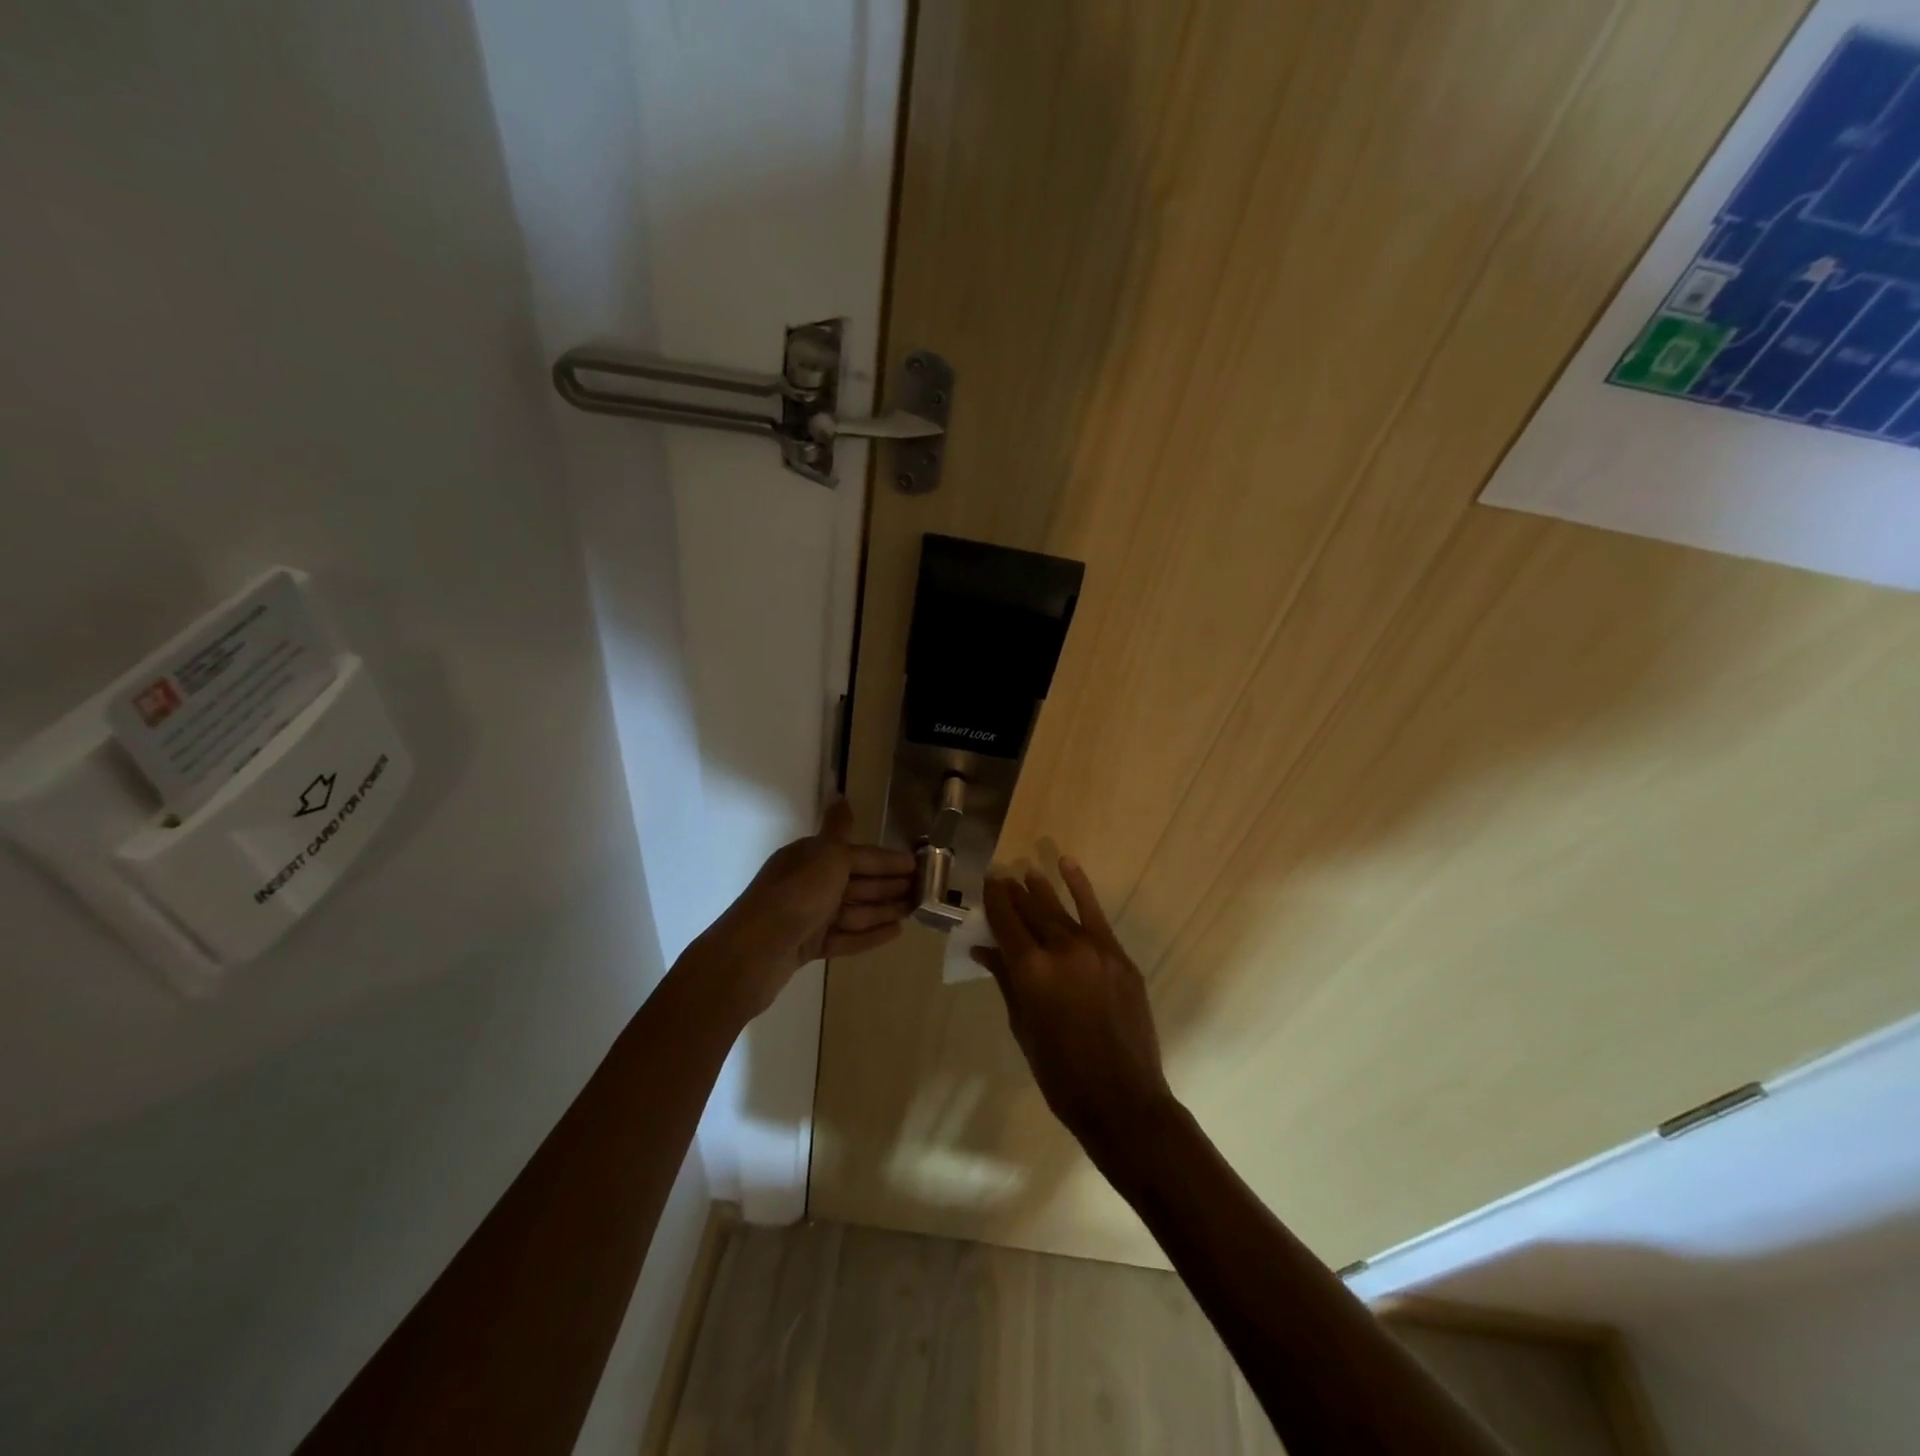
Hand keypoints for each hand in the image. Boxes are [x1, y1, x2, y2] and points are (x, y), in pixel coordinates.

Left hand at [699, 799, 914, 1018]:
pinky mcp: (807, 947)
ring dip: (883, 909)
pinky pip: (845, 937)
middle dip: (889, 884)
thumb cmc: (795, 897)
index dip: (887, 860)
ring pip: (853, 910)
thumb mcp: (823, 856)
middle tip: (923, 890)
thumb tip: (839, 793)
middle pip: (856, 882)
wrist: (752, 954)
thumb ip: (838, 828)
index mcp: (810, 857)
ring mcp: (807, 917)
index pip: (857, 855)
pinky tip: (895, 932)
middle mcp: (808, 883)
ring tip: (914, 910)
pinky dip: (868, 934)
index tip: (917, 865)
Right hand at [972, 858, 1175, 1159]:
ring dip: (1041, 889)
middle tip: (1000, 878)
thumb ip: (1005, 980)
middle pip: (1031, 911)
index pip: (1005, 922)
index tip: (985, 883)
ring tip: (1026, 872)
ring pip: (1060, 909)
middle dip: (1013, 893)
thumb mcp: (1022, 1026)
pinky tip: (1067, 866)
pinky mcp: (1119, 956)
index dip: (993, 900)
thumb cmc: (1060, 1073)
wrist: (1122, 1098)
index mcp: (1031, 971)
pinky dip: (1080, 889)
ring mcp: (1095, 949)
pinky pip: (1095, 915)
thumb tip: (984, 949)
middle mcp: (1062, 950)